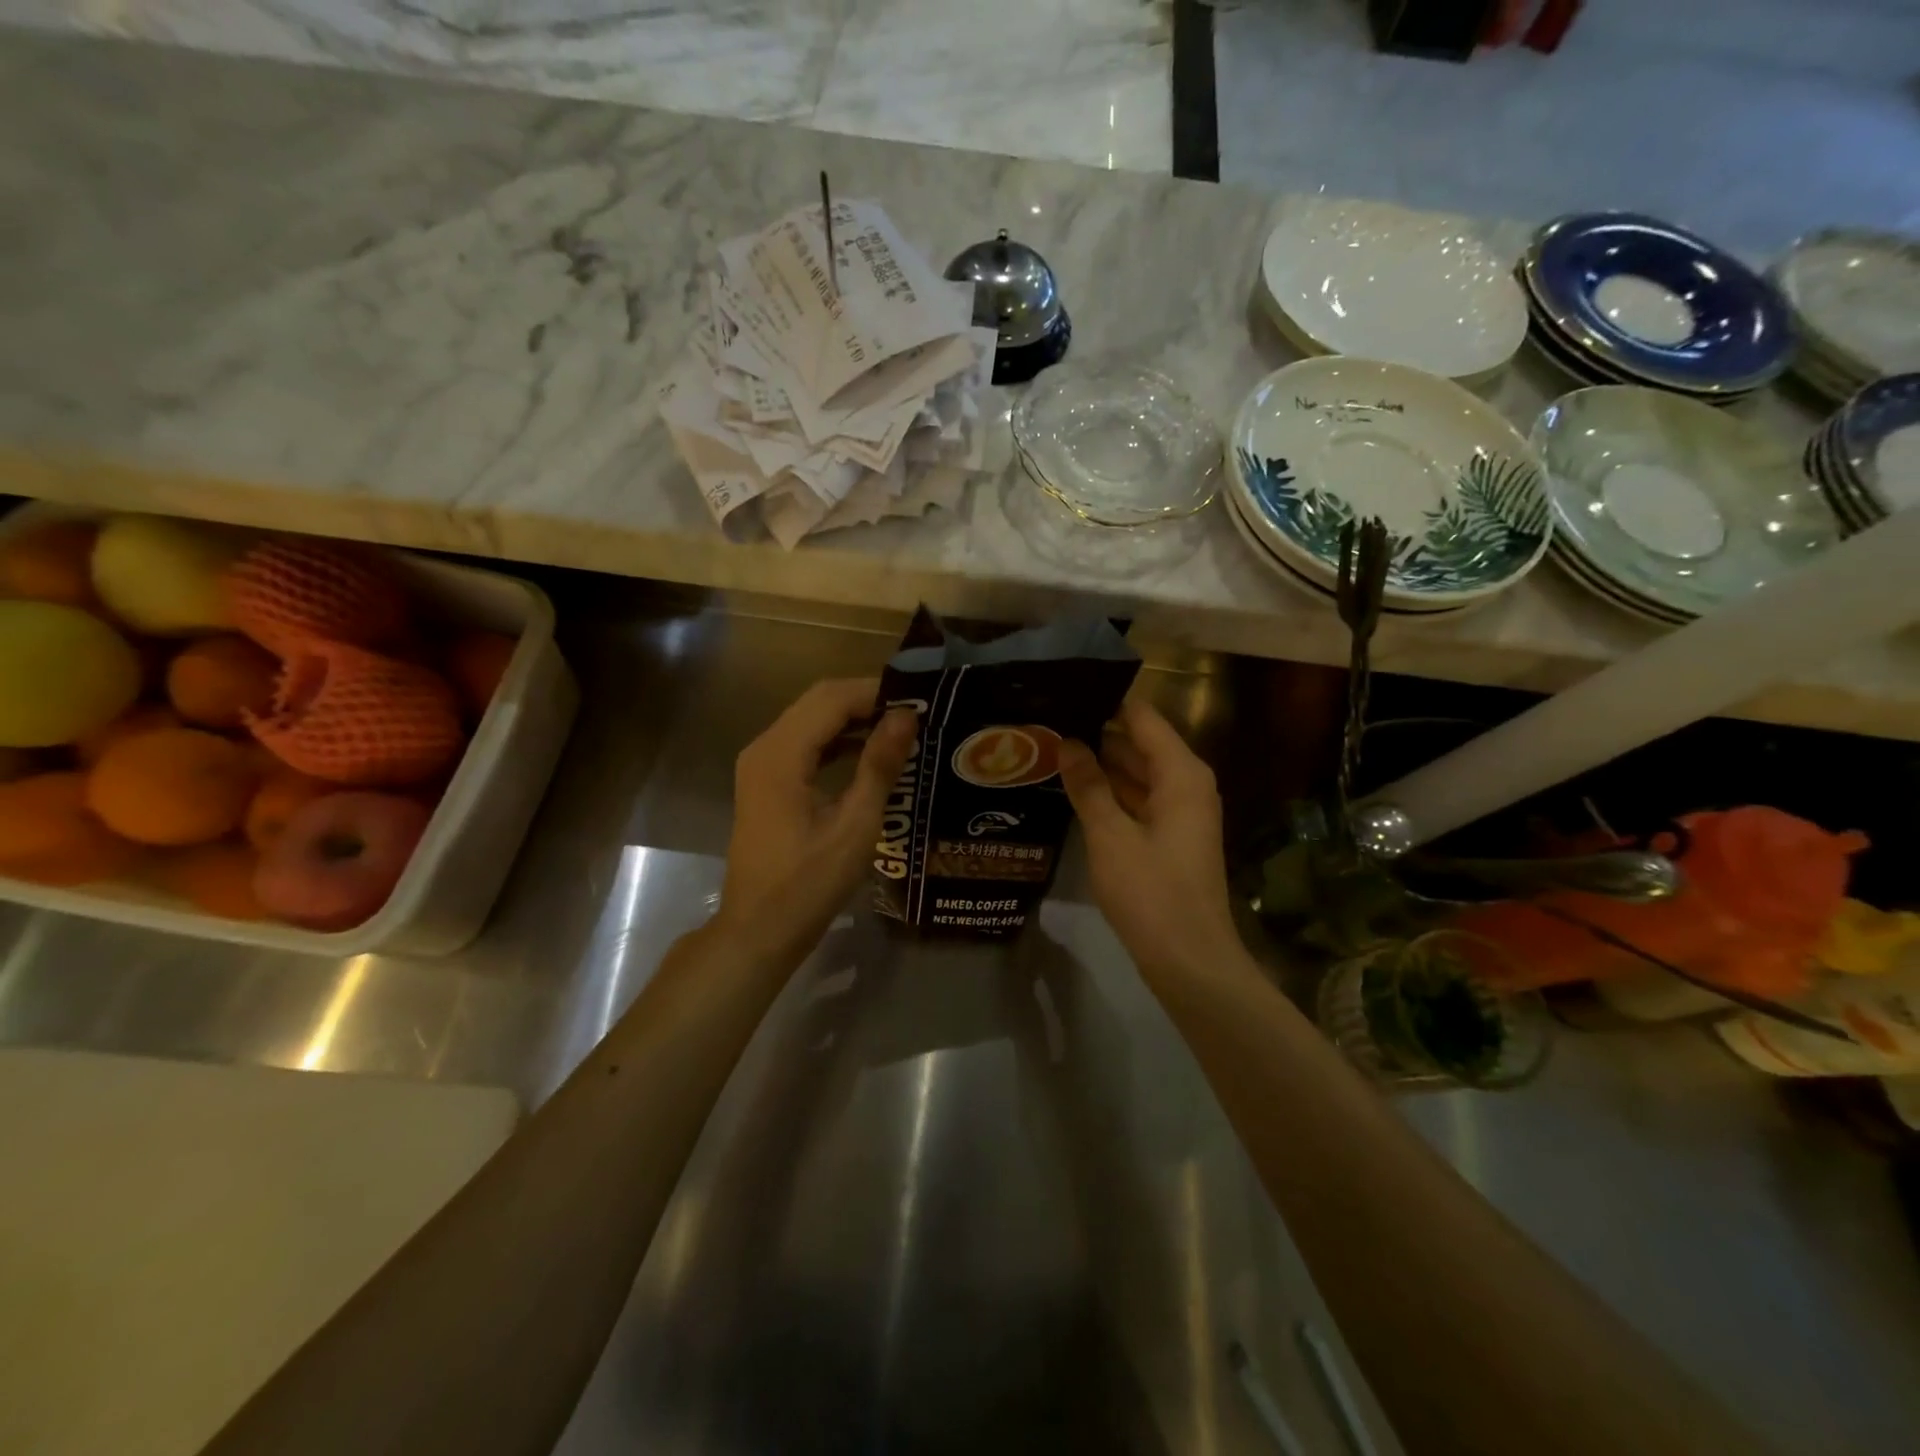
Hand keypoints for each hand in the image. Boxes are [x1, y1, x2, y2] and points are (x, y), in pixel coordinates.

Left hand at [715, 678, 915, 962]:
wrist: (759, 930)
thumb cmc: (809, 884)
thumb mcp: (855, 826)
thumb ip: (879, 765)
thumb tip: (906, 717)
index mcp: (781, 754)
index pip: (832, 698)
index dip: (876, 693)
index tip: (920, 700)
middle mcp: (764, 747)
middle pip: (818, 702)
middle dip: (866, 701)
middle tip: (915, 712)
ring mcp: (761, 764)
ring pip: (811, 720)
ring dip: (853, 719)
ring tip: (901, 728)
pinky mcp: (766, 781)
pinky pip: (804, 744)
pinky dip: (837, 740)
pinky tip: (870, 752)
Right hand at [1059, 698, 1245, 982]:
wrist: (1190, 960)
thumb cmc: (1151, 892)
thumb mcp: (1110, 835)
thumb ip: (1088, 785)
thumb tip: (1067, 742)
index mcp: (1181, 773)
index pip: (1142, 717)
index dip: (1106, 700)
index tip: (1065, 688)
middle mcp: (1186, 784)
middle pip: (1140, 743)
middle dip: (1097, 732)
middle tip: (1047, 720)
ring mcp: (1180, 812)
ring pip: (1138, 773)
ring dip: (1101, 764)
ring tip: (1052, 748)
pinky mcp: (1170, 837)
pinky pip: (1138, 800)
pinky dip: (1111, 793)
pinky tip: (1074, 789)